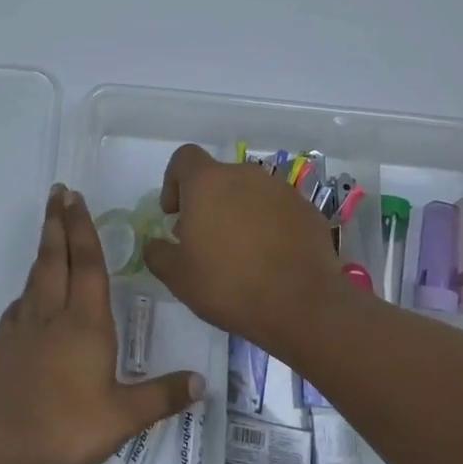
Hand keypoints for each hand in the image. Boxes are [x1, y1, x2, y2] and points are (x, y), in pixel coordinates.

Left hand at [0, 186, 203, 463]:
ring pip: (36, 275)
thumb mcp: (122, 418)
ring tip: (49, 228)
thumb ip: (161, 396)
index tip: (76, 199)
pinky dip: (28, 287)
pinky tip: (30, 294)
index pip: (87, 264)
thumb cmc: (64, 426)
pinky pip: (20, 303)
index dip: (83, 229)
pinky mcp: (6, 341)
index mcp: (85, 322)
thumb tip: (202, 381)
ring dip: (44, 246)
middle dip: (58, 222)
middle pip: (55, 257)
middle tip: (57, 192)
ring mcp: (25, 325)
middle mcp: (54, 313)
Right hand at [142, 145, 347, 352]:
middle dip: (207, 202)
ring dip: (238, 213)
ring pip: (250, 193)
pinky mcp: (307, 210)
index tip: (175, 213)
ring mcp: (281, 190)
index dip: (174, 181)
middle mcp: (245, 175)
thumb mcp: (178, 277)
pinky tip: (269, 259)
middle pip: (218, 177)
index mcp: (208, 182)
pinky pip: (278, 210)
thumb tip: (155, 245)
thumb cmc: (228, 285)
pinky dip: (268, 225)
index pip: (185, 158)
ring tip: (239, 252)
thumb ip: (158, 254)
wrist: (302, 305)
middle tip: (204, 240)